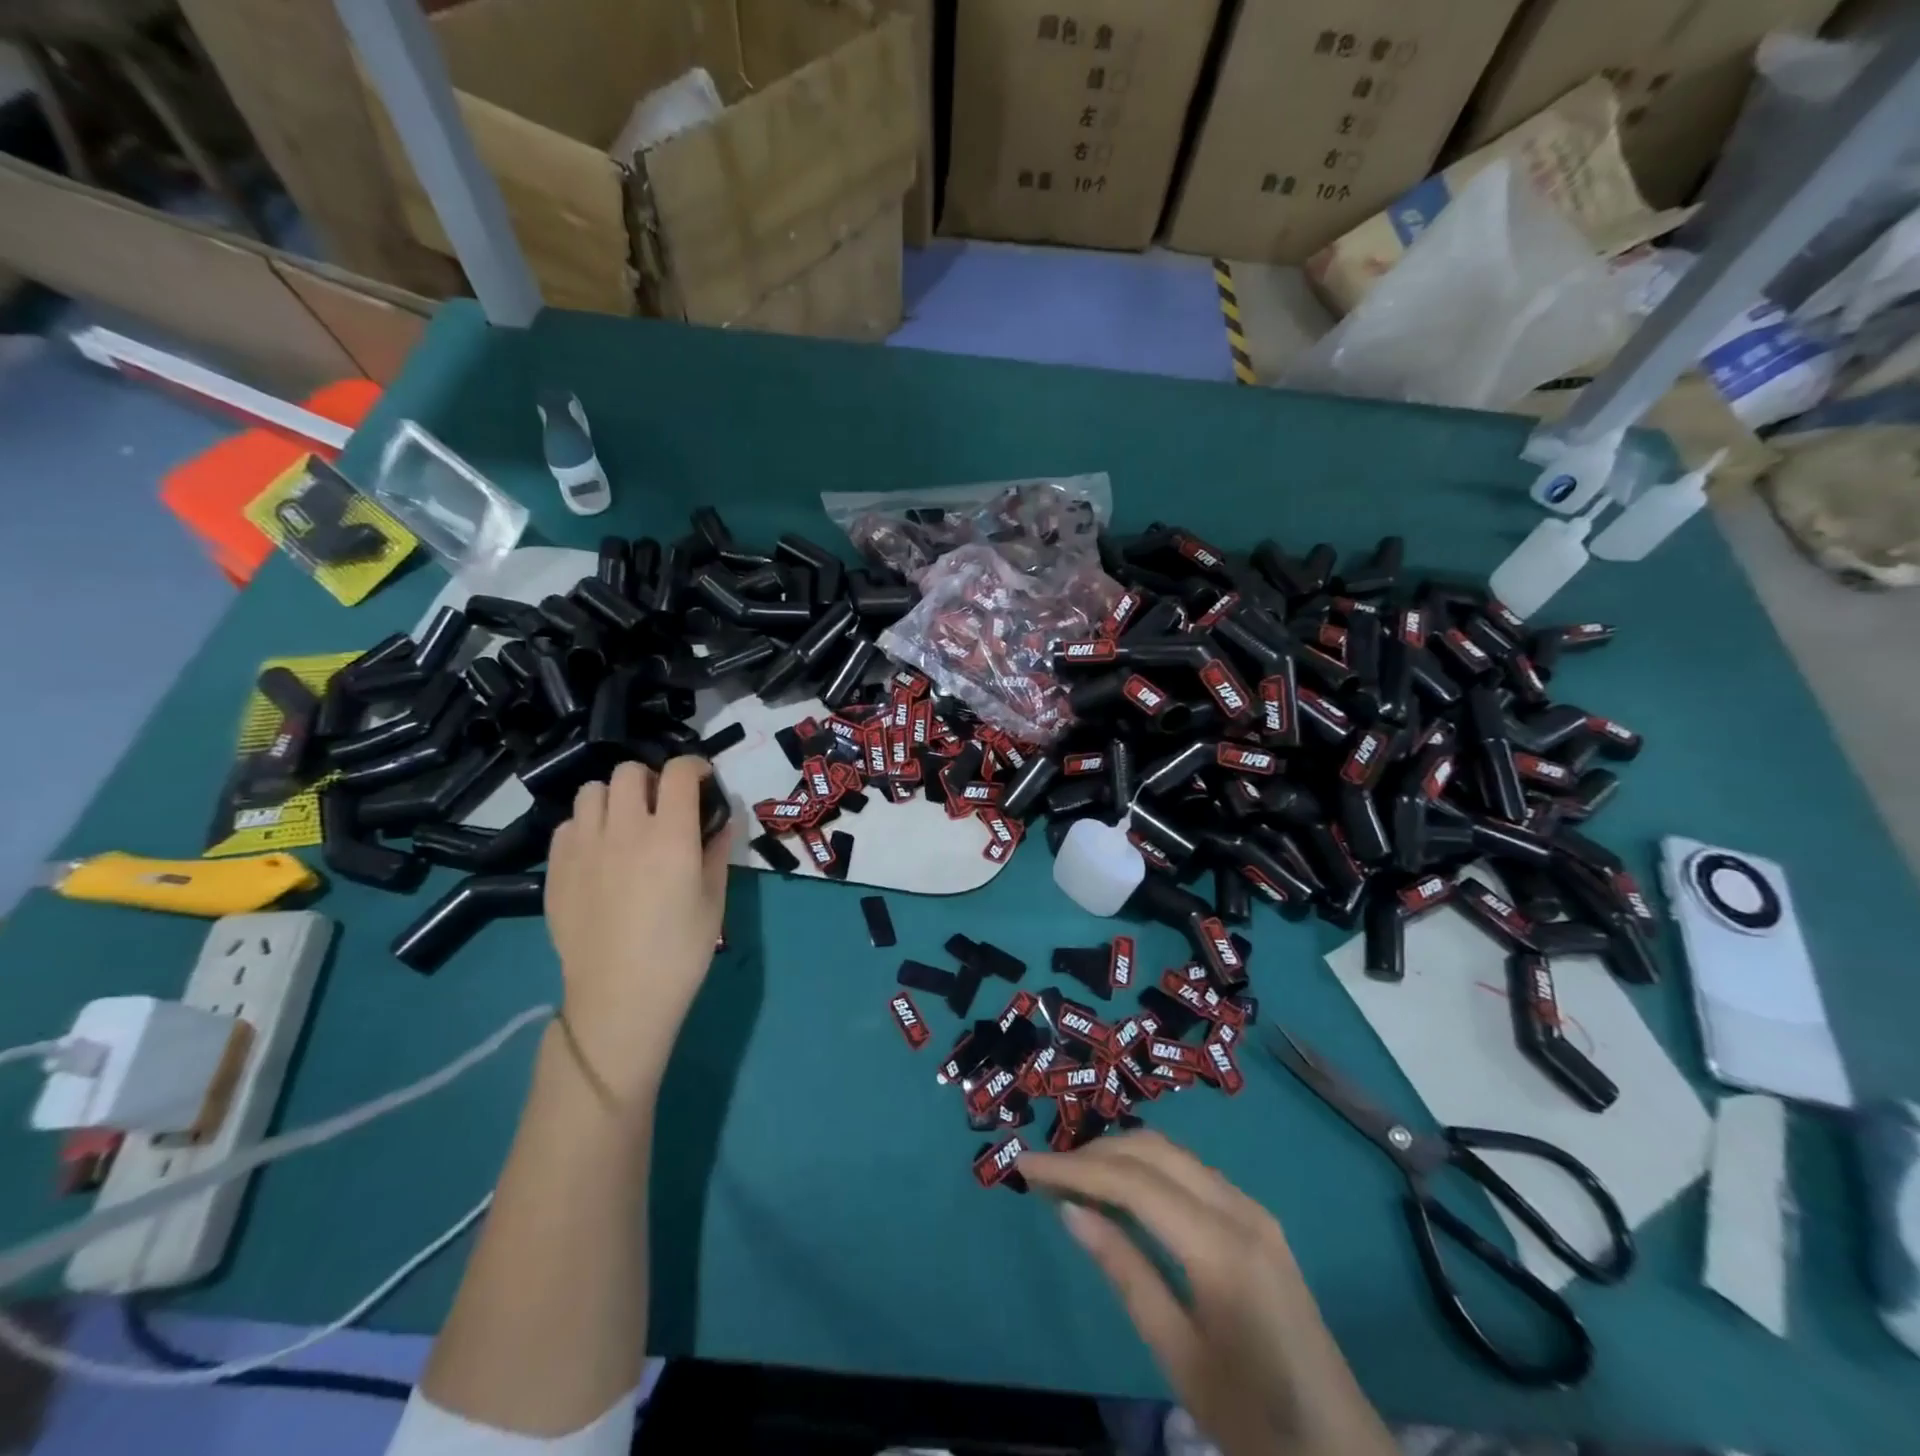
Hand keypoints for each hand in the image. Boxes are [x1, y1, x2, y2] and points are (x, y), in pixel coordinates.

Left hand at [544, 758, 728, 1104]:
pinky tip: (599, 851)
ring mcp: (584, 847)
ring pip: (592, 792)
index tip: (704, 780)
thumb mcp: (714, 900)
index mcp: (671, 836)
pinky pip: (567, 824)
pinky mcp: (556, 869)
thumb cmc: (680, 951)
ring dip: (615, 797)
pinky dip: (587, 825)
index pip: (680, 772)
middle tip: (663, 804)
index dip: (696, 766)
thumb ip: (717, 851)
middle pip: (629, 772)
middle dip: (652, 778)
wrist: (620, 998)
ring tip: (626, 822)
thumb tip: (723, 821)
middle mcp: (624, 830)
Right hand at [1020, 1131, 1395, 1455]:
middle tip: (1045, 1171)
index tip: (1025, 1165)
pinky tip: (1122, 1190)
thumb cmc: (1255, 1418)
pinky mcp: (1256, 1218)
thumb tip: (1070, 1210)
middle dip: (1094, 1152)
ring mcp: (1252, 1208)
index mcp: (1220, 1246)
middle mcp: (1239, 1208)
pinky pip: (1191, 1172)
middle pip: (1153, 1151)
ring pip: (1173, 1153)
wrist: (1341, 1451)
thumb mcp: (1179, 1355)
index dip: (1074, 1168)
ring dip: (1120, 1154)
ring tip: (1074, 1176)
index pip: (1132, 1182)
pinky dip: (1148, 1168)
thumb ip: (1125, 1272)